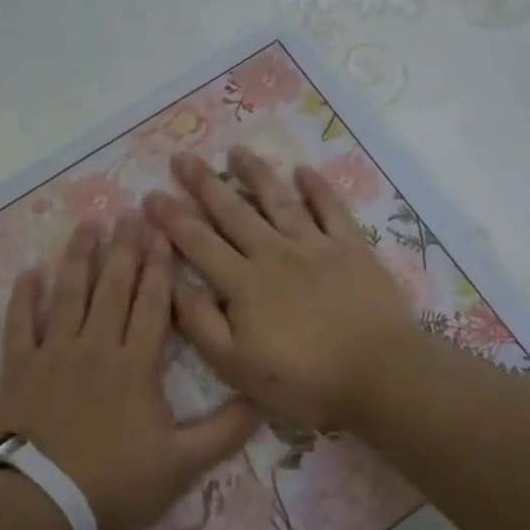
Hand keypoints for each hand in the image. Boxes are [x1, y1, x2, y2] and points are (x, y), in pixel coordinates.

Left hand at [0, 215, 259, 529]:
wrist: (42, 503)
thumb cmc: (114, 483)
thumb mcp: (181, 465)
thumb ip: (223, 433)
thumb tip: (262, 402)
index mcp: (135, 365)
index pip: (152, 305)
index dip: (159, 268)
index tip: (163, 234)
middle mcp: (95, 347)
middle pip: (112, 288)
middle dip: (124, 249)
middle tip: (130, 214)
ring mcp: (53, 354)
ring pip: (68, 295)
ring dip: (78, 258)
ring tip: (87, 226)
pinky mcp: (19, 368)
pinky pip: (21, 323)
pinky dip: (25, 297)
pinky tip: (30, 272)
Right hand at [145, 147, 419, 431]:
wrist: (380, 375)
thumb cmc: (303, 379)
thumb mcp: (236, 365)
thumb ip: (199, 322)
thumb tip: (171, 281)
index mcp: (243, 283)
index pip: (198, 242)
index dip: (172, 218)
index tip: (150, 195)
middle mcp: (274, 254)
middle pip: (233, 212)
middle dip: (204, 184)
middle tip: (183, 158)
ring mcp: (316, 246)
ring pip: (279, 201)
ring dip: (256, 174)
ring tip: (237, 150)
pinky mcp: (352, 249)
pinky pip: (331, 209)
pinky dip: (317, 188)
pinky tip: (304, 170)